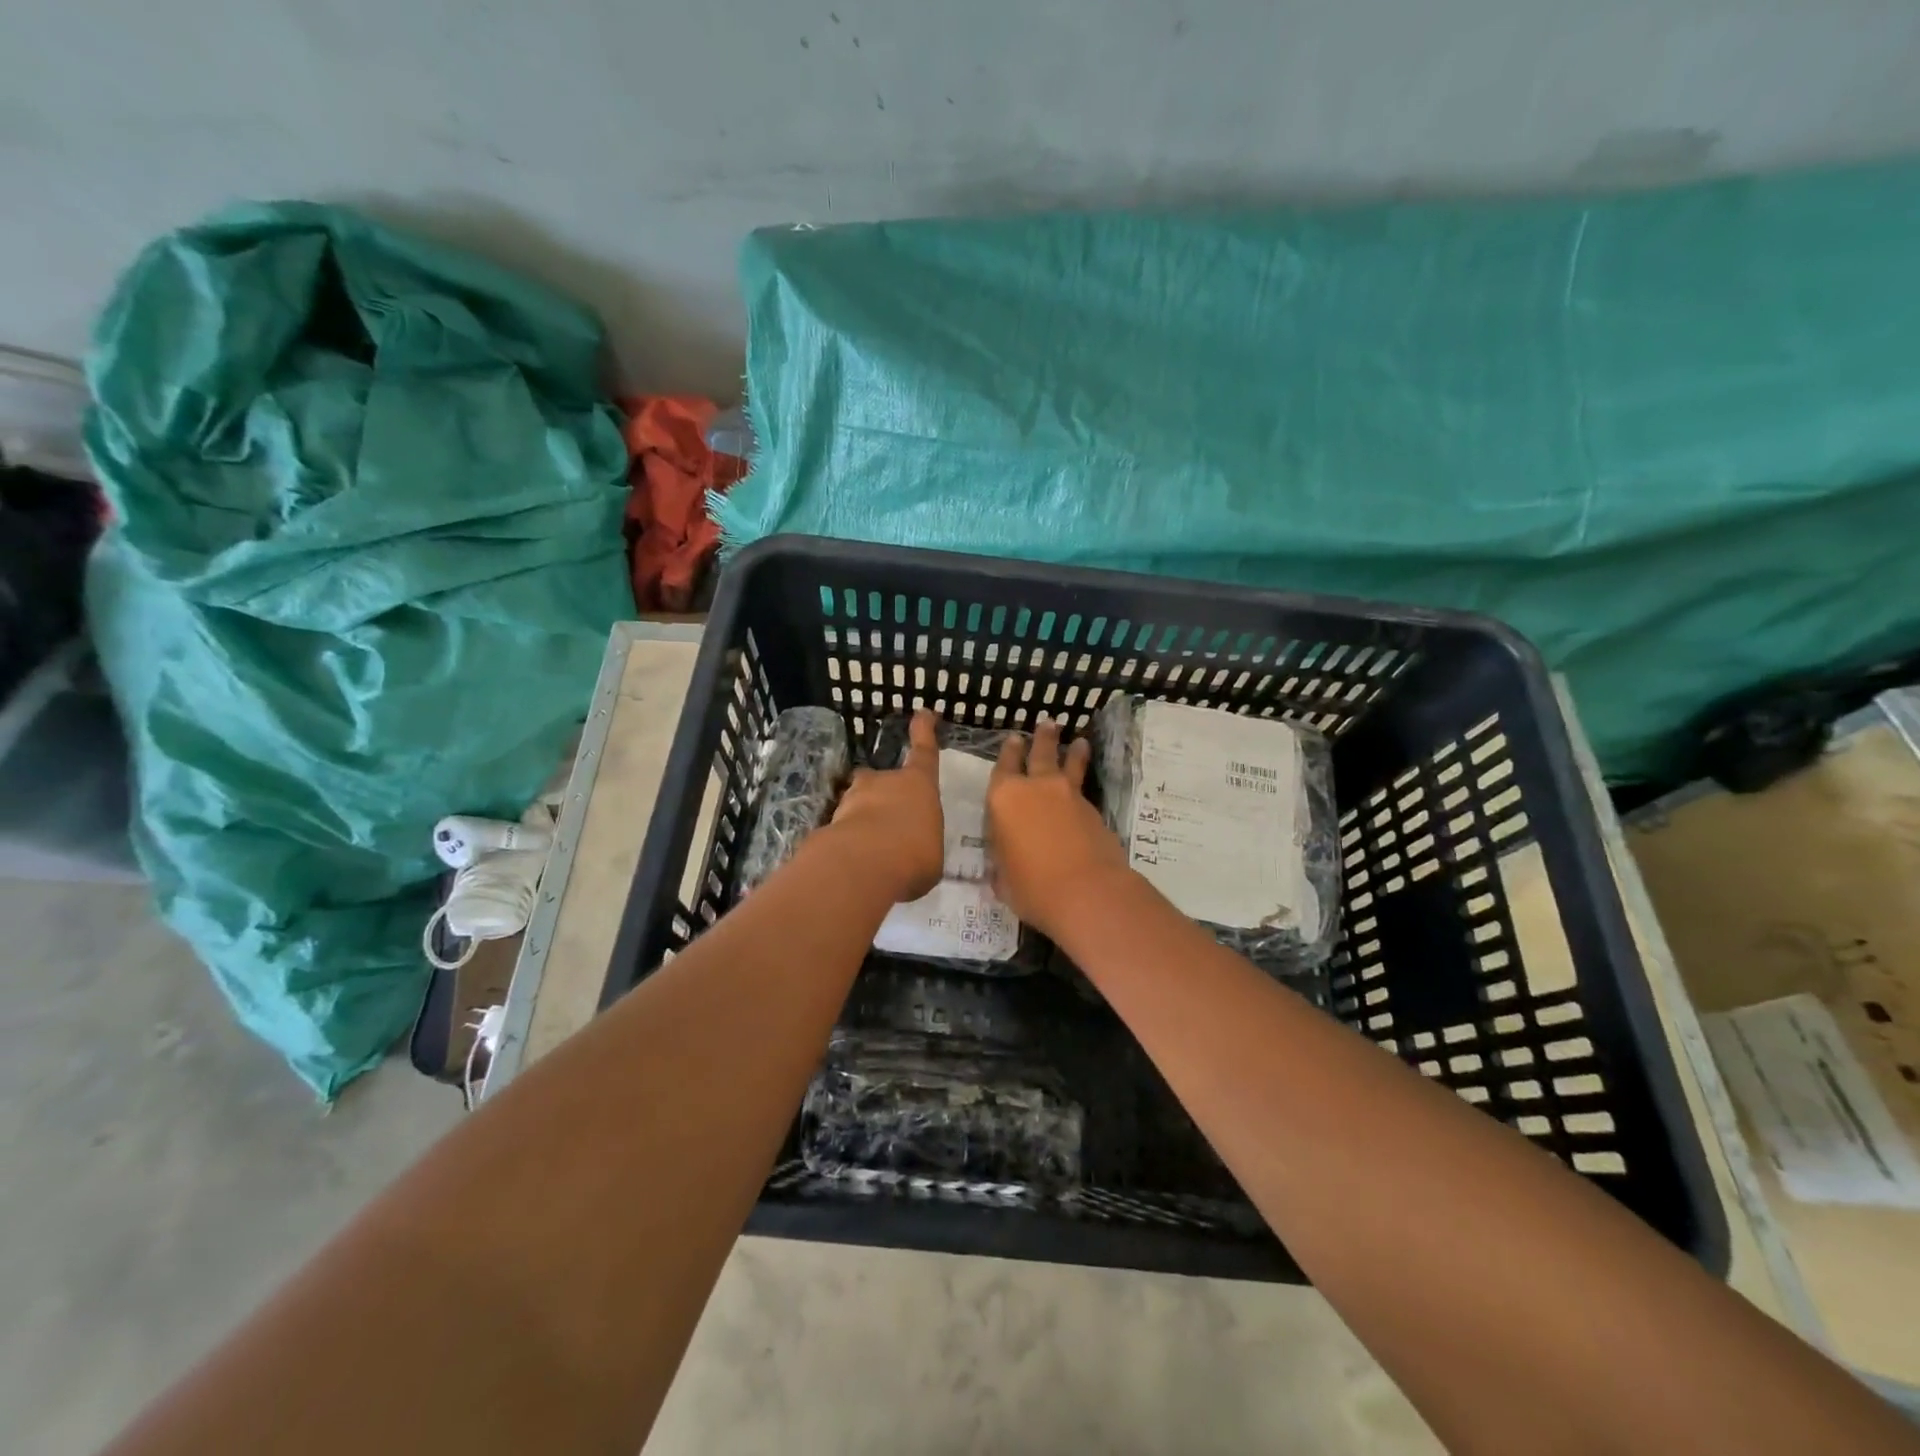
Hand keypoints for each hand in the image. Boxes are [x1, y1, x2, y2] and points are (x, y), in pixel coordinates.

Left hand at [825, 708, 944, 902]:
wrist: (863, 864)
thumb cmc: (914, 853)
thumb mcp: (931, 854)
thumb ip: (921, 847)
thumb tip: (911, 854)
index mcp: (918, 785)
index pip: (924, 752)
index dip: (924, 731)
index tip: (923, 713)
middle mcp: (883, 783)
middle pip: (880, 779)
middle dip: (881, 793)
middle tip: (887, 818)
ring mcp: (852, 800)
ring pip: (857, 803)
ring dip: (863, 819)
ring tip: (870, 850)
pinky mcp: (829, 823)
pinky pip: (842, 830)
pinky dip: (847, 843)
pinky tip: (853, 866)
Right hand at [987, 715, 1132, 938]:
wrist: (1085, 891)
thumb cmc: (1031, 887)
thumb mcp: (1003, 878)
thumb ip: (1003, 862)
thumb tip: (1006, 861)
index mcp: (1003, 799)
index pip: (1003, 767)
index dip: (1008, 752)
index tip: (1013, 740)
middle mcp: (1035, 787)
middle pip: (1040, 753)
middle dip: (1042, 738)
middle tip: (1047, 724)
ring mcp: (1068, 795)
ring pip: (1069, 763)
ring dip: (1072, 751)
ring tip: (1078, 741)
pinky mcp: (1093, 809)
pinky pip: (1084, 787)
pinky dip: (1083, 781)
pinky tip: (1083, 787)